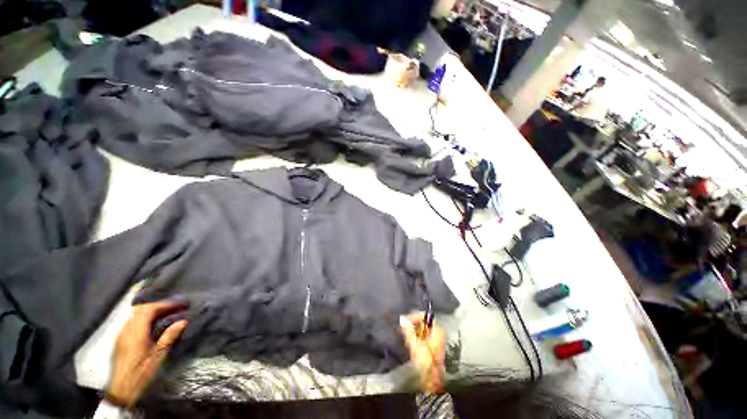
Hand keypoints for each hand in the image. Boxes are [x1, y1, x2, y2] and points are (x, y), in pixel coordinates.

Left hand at [107, 301, 188, 407]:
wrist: (121, 389)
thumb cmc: (142, 372)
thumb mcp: (158, 356)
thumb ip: (169, 336)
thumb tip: (183, 321)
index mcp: (136, 332)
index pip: (149, 310)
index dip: (165, 304)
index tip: (179, 304)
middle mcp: (126, 330)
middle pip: (140, 309)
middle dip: (158, 306)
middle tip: (173, 307)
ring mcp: (121, 334)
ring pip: (135, 314)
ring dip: (150, 311)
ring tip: (165, 313)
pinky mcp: (120, 340)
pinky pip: (132, 321)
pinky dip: (144, 317)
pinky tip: (152, 324)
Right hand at [399, 313, 445, 392]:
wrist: (431, 380)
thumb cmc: (427, 363)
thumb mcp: (415, 344)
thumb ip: (408, 331)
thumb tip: (402, 319)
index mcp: (437, 330)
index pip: (425, 316)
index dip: (415, 317)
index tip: (406, 320)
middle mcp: (438, 334)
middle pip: (423, 323)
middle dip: (413, 325)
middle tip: (405, 328)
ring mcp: (435, 342)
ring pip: (422, 331)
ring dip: (413, 332)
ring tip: (407, 337)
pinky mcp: (431, 349)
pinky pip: (422, 338)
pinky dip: (415, 338)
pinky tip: (411, 344)